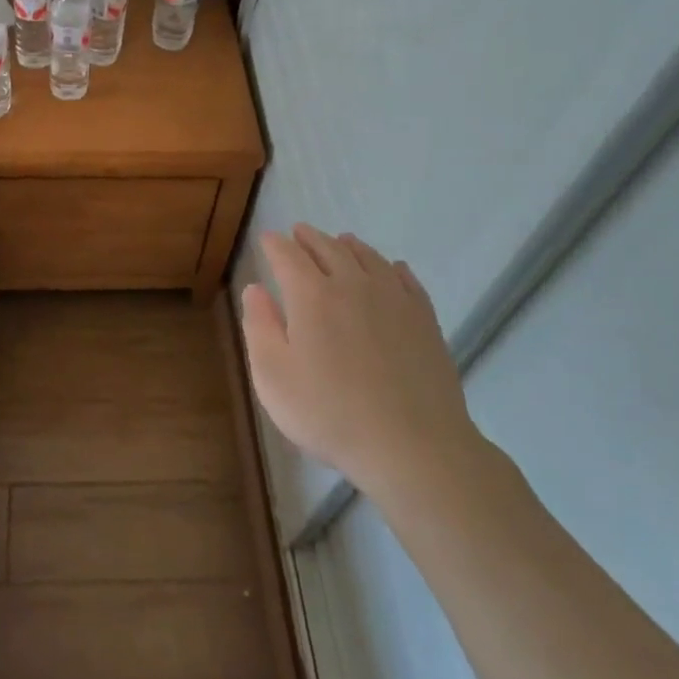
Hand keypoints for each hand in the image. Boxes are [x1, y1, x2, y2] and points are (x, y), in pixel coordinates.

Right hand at [241, 224, 486, 508]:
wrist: (412, 445)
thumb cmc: (329, 413)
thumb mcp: (272, 376)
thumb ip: (259, 326)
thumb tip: (255, 288)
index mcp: (311, 295)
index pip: (288, 256)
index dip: (274, 245)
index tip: (267, 239)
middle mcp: (352, 285)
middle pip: (329, 249)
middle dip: (310, 238)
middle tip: (299, 232)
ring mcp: (393, 299)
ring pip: (368, 258)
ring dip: (349, 245)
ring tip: (341, 240)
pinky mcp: (424, 319)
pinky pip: (406, 279)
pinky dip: (392, 267)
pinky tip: (392, 269)